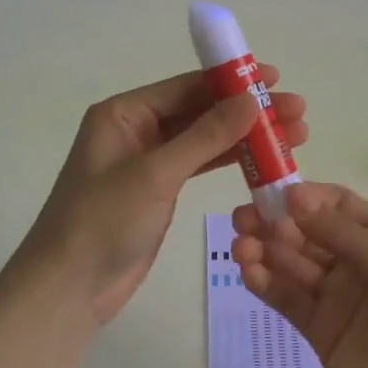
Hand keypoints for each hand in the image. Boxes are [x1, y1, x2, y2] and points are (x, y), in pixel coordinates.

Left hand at [13, 68, 308, 326]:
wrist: (69, 288)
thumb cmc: (103, 221)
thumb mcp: (156, 173)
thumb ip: (205, 136)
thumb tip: (251, 99)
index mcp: (124, 113)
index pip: (186, 87)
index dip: (232, 81)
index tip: (276, 79)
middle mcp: (136, 129)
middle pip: (200, 111)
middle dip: (247, 111)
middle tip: (298, 112)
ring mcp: (149, 161)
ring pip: (205, 139)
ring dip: (245, 137)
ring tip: (295, 134)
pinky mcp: (160, 190)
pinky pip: (200, 165)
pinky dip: (231, 161)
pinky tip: (265, 160)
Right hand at [233, 183, 367, 367]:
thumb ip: (344, 235)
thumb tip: (296, 196)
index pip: (338, 205)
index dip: (306, 197)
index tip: (274, 193)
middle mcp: (357, 262)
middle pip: (308, 232)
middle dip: (276, 222)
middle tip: (243, 218)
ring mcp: (338, 298)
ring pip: (293, 264)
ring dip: (265, 251)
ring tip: (240, 244)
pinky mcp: (321, 332)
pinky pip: (289, 301)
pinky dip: (266, 284)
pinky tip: (248, 271)